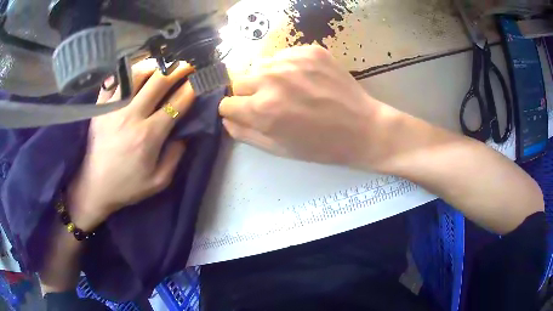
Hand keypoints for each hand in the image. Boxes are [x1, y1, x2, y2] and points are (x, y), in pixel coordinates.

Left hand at [67, 60, 195, 230]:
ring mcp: (113, 108)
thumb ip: (175, 156)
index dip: (191, 89)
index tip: (199, 81)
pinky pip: (114, 80)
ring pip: (136, 74)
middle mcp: (131, 116)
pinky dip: (126, 73)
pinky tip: (133, 73)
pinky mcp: (99, 107)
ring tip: (160, 66)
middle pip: (158, 81)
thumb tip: (184, 133)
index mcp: (148, 135)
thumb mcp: (158, 181)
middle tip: (187, 65)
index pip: (176, 103)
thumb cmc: (127, 186)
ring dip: (153, 67)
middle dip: (177, 69)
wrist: (94, 186)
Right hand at [219, 45, 393, 167]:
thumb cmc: (321, 145)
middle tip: (269, 103)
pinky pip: (283, 55)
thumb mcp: (279, 149)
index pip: (226, 103)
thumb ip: (246, 134)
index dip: (234, 111)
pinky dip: (287, 67)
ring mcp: (292, 61)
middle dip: (247, 95)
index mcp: (262, 109)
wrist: (363, 128)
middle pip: (238, 82)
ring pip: (260, 66)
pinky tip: (305, 80)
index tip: (245, 114)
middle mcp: (272, 80)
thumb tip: (227, 119)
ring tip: (289, 90)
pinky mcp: (310, 51)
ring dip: (266, 78)